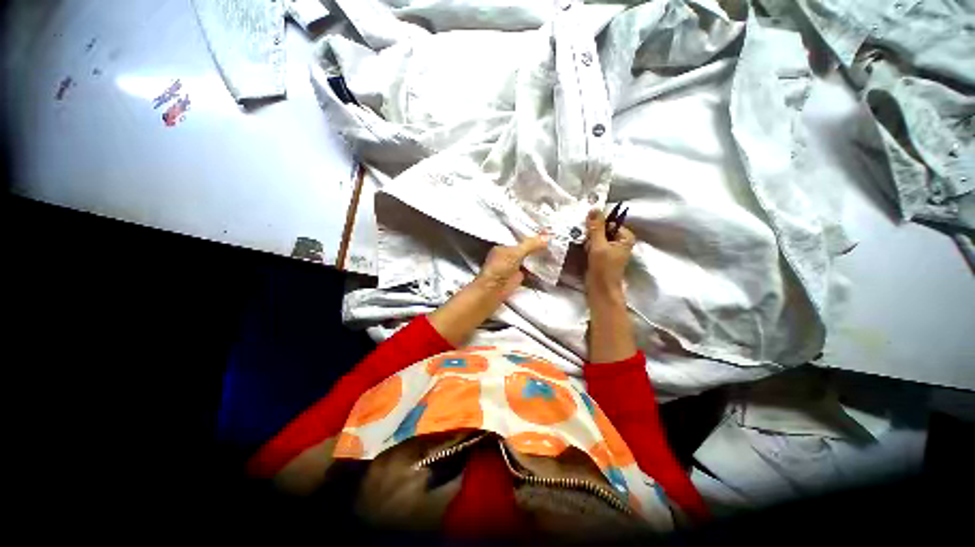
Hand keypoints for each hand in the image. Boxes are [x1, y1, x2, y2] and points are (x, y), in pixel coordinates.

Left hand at [473, 234, 549, 300]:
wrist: (494, 289)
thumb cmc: (499, 268)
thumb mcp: (515, 253)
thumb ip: (530, 245)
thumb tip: (547, 237)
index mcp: (504, 245)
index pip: (520, 236)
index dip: (531, 234)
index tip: (546, 231)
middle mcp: (509, 254)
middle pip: (526, 247)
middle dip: (537, 244)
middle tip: (553, 239)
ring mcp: (514, 265)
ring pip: (529, 257)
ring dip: (539, 255)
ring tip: (555, 248)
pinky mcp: (520, 275)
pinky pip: (532, 268)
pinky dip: (539, 266)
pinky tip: (550, 262)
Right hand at [584, 209, 635, 293]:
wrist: (600, 290)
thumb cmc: (603, 269)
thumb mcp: (599, 245)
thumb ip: (596, 227)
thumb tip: (594, 208)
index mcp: (625, 237)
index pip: (610, 221)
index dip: (597, 223)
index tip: (586, 227)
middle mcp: (620, 241)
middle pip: (603, 228)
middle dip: (592, 232)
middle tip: (584, 238)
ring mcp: (610, 249)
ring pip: (597, 237)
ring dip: (588, 239)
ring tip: (583, 245)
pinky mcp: (602, 255)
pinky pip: (594, 245)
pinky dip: (587, 245)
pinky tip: (582, 249)